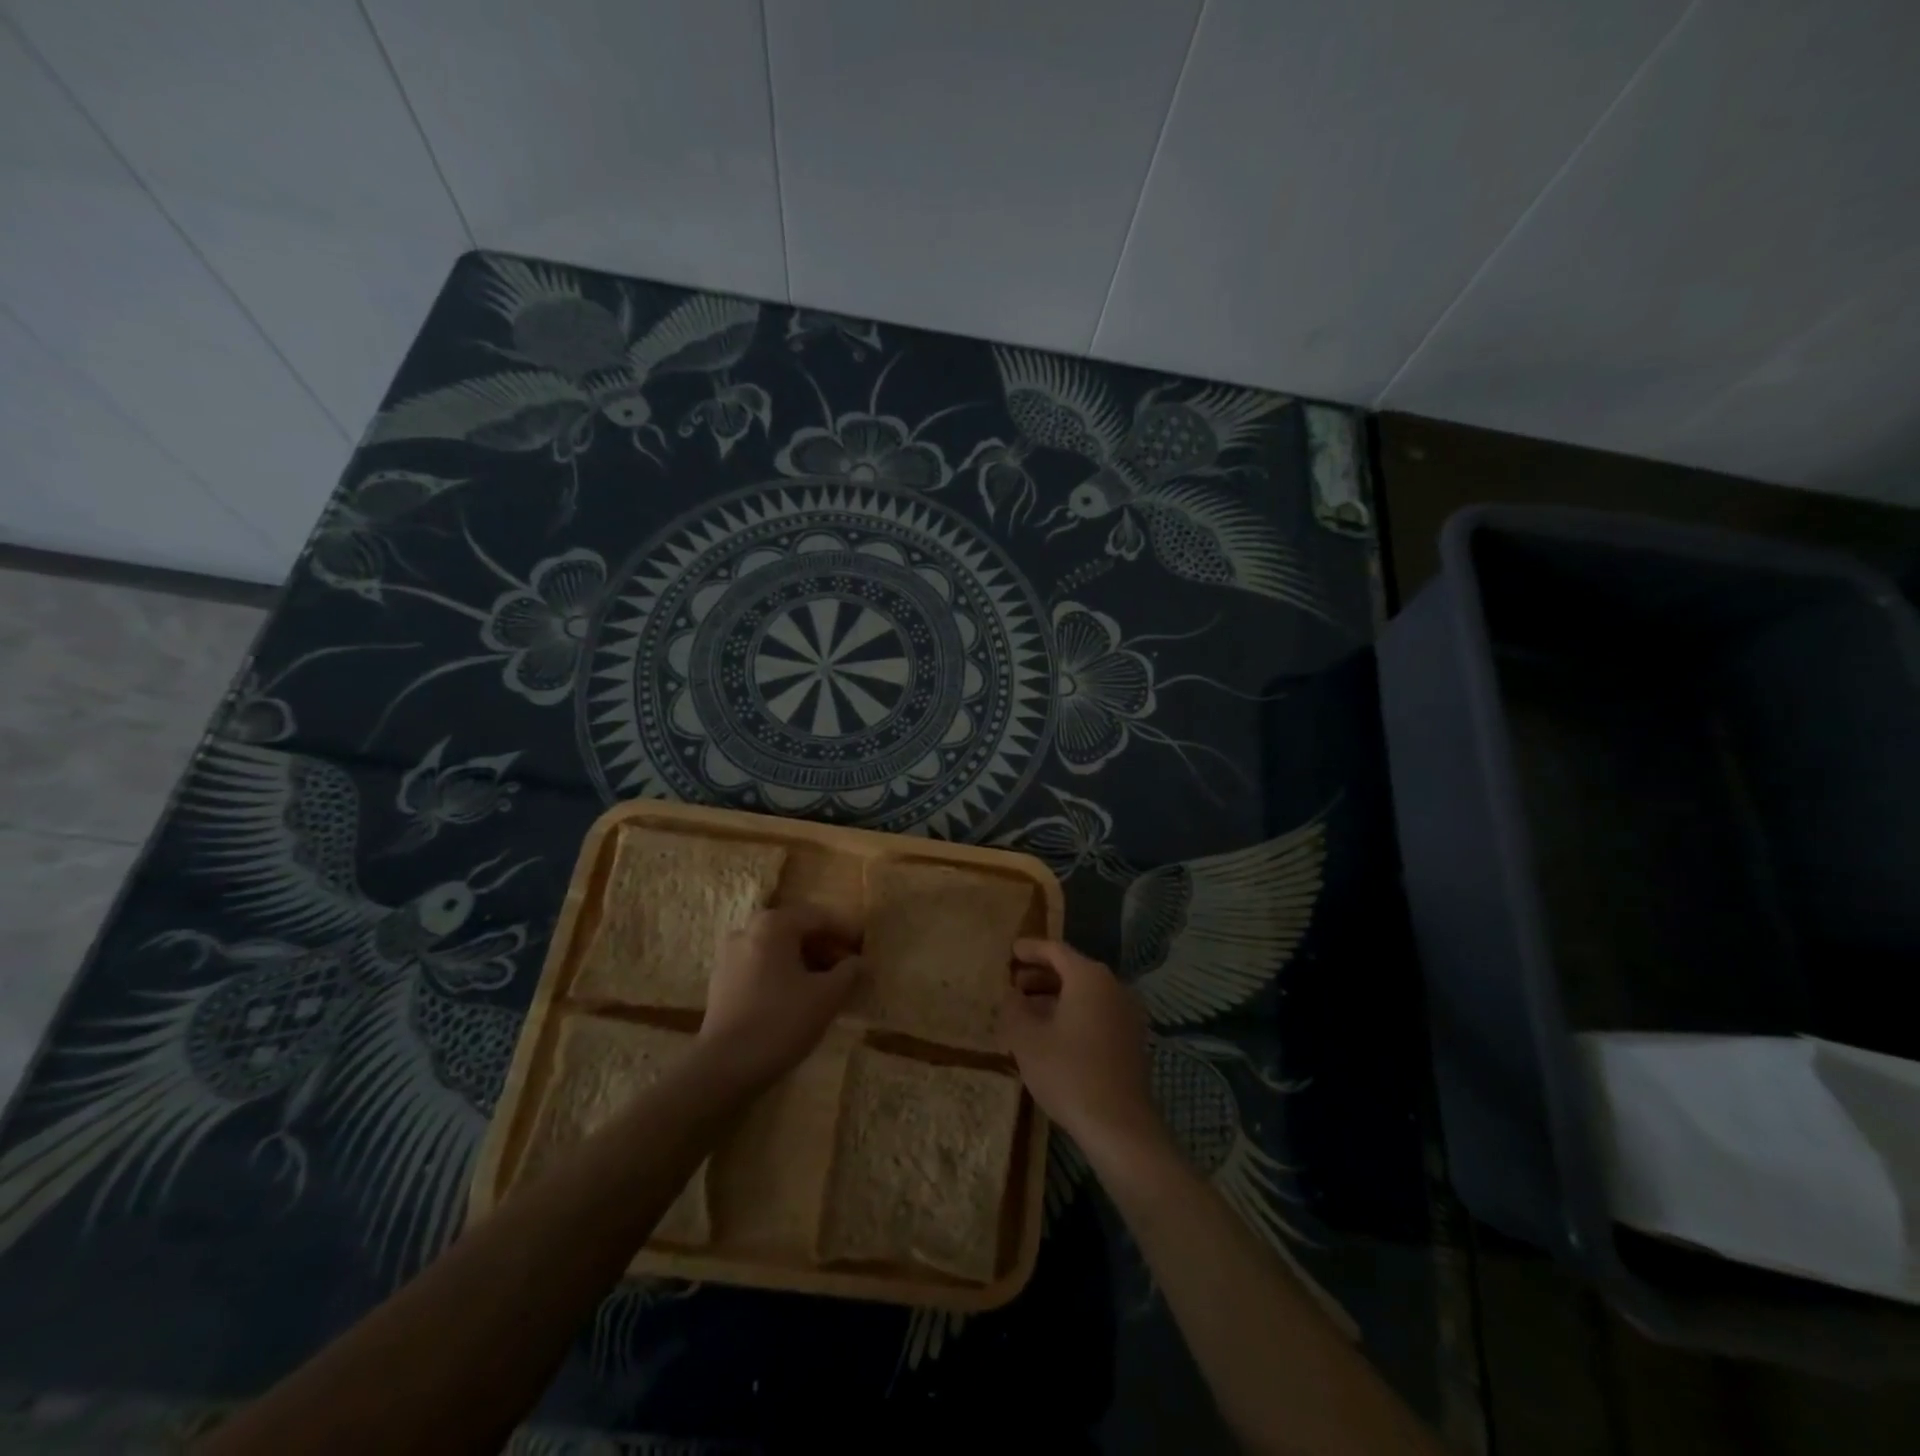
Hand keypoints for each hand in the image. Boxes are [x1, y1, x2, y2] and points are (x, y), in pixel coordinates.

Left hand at [700, 906, 862, 1087]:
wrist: (724, 1067)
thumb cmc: (781, 1022)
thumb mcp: (827, 996)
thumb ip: (850, 972)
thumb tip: (863, 962)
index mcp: (773, 925)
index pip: (820, 917)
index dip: (847, 932)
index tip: (867, 948)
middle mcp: (748, 930)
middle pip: (797, 930)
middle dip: (826, 946)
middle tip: (851, 967)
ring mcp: (730, 955)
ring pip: (779, 949)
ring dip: (807, 961)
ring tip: (829, 984)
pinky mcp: (722, 981)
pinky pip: (762, 965)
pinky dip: (785, 973)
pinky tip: (800, 997)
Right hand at [998, 939, 1166, 1163]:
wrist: (1119, 1125)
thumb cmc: (1068, 1072)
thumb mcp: (1027, 1039)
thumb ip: (1014, 1008)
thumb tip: (1011, 994)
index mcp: (1089, 977)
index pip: (1055, 950)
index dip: (1030, 949)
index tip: (1010, 951)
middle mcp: (1113, 986)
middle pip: (1072, 970)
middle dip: (1040, 975)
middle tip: (1013, 983)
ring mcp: (1127, 1013)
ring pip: (1085, 993)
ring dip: (1055, 996)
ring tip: (1026, 1010)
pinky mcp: (1131, 1039)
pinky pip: (1097, 1012)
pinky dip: (1073, 1013)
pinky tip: (1052, 1033)